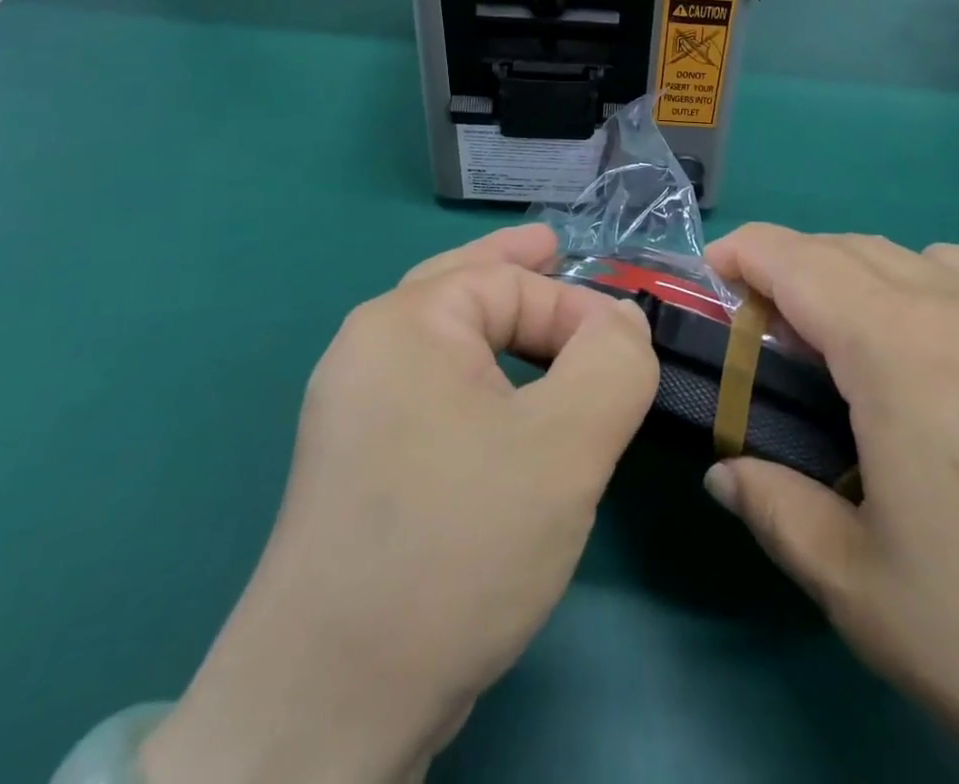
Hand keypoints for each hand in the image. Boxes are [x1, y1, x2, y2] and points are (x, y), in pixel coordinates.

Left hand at [141, 225, 658, 783]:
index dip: (581, 312)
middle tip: (556, 247)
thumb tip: (623, 323)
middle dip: (515, 269)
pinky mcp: (362, 469)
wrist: (327, 710)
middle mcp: (369, 355)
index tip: (632, 362)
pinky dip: (482, 380)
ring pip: (449, 345)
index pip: (513, 283)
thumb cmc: (455, 545)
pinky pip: (437, 395)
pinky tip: (507, 401)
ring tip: (538, 313)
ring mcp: (356, 415)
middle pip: (461, 287)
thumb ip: (613, 363)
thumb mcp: (565, 444)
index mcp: (404, 325)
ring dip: (500, 327)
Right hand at [702, 226, 958, 783]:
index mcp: (899, 353)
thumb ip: (775, 508)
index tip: (718, 270)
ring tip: (883, 349)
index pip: (797, 260)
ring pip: (931, 258)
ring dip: (881, 281)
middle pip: (857, 249)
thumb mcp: (859, 588)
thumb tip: (723, 470)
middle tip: (787, 329)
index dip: (746, 251)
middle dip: (804, 269)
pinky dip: (956, 299)